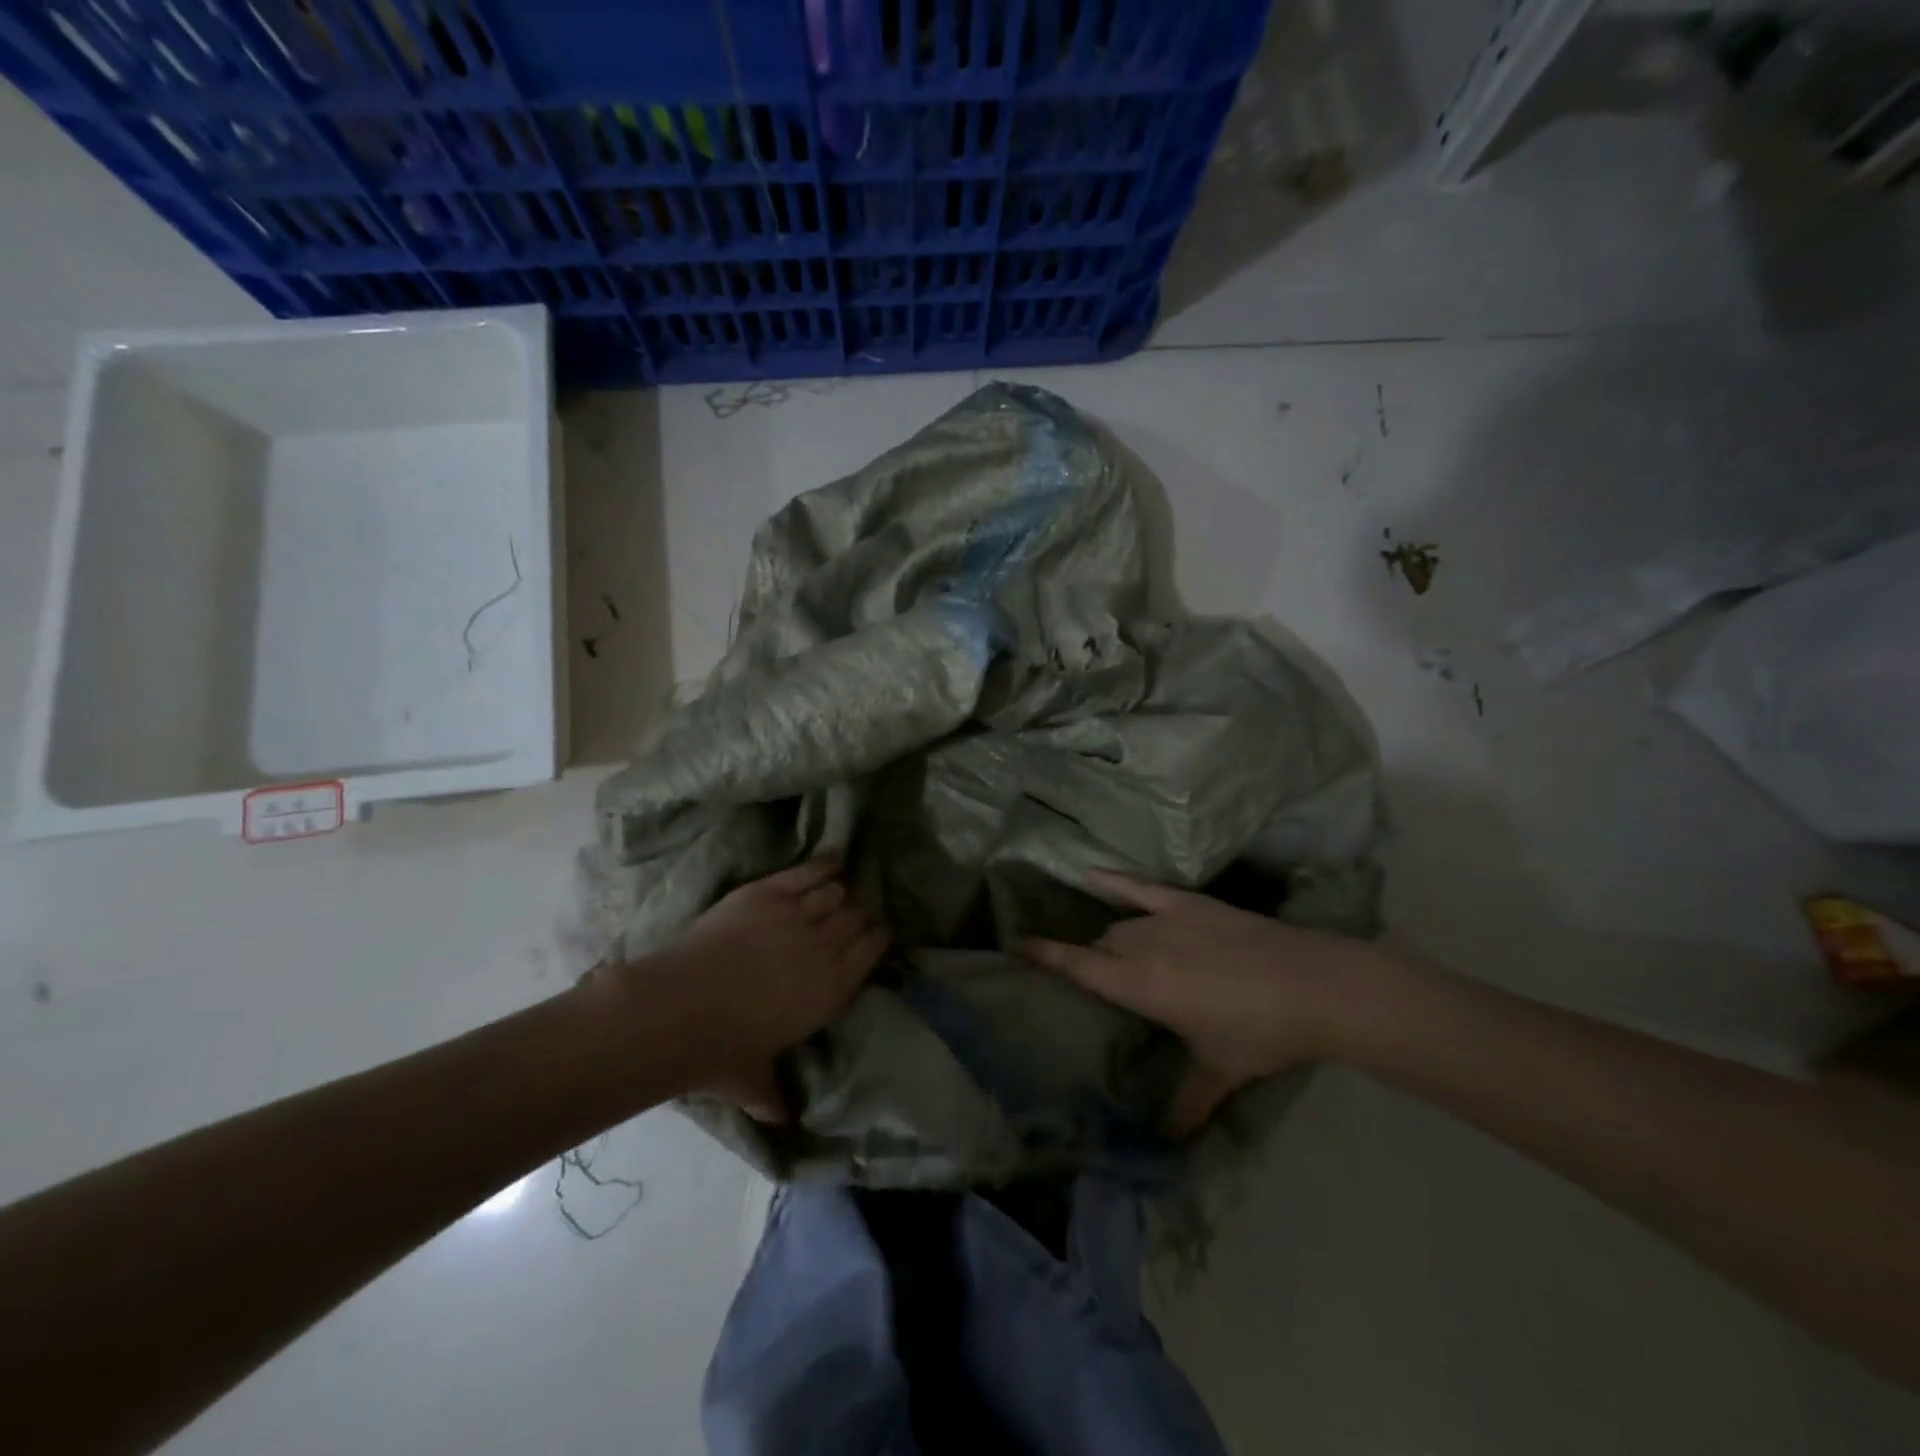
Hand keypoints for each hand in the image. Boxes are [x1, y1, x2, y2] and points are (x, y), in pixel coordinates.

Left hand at [602, 860, 887, 1105]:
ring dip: (838, 893)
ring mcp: (796, 915)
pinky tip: (830, 863)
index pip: (872, 950)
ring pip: (835, 892)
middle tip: (853, 915)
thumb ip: (773, 1097)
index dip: (877, 938)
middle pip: (856, 916)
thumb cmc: (718, 1051)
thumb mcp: (752, 1081)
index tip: (876, 934)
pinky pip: (808, 872)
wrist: (674, 1010)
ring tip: (834, 894)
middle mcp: (824, 946)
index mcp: (831, 990)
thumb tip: (783, 1121)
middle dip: (859, 915)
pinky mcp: (767, 893)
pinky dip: (824, 865)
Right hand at [1018, 870, 1395, 1129]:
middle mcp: (1143, 945)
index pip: (1078, 967)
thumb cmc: (1260, 1032)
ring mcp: (1167, 918)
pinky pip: (1143, 887)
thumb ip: (1188, 1104)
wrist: (1315, 985)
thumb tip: (1168, 1145)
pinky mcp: (1192, 902)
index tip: (1013, 946)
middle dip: (1093, 961)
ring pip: (1122, 925)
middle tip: (1096, 982)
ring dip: (1114, 939)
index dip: (1044, 956)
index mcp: (1140, 985)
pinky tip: (1091, 874)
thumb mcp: (1219, 1071)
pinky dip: (1116, 882)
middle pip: (1103, 947)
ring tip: (1117, 954)